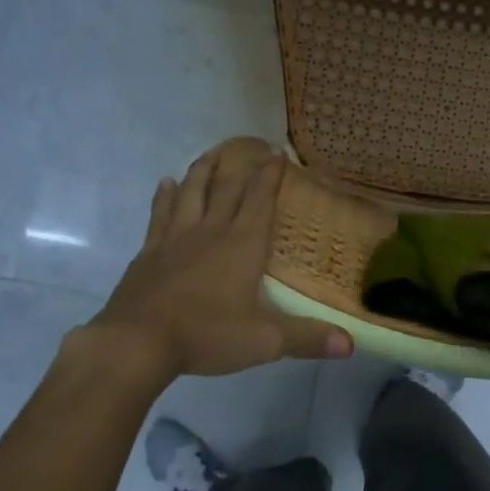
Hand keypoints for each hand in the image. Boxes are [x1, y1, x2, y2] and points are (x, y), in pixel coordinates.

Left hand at [87, 146, 352, 378]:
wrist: (139, 341)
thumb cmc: (207, 335)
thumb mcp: (265, 341)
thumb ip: (307, 338)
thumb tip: (350, 344)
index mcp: (242, 245)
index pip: (260, 200)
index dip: (271, 175)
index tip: (278, 152)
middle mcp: (210, 231)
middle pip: (226, 189)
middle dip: (241, 166)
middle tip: (249, 146)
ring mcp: (175, 239)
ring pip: (191, 193)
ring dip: (203, 172)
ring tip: (210, 155)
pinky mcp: (149, 252)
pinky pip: (159, 215)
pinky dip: (164, 197)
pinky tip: (165, 184)